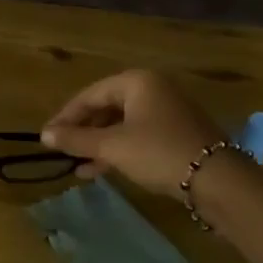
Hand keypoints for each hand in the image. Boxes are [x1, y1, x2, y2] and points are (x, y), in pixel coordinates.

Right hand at [40, 69, 220, 196]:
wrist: (218, 180)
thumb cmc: (159, 152)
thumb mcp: (112, 146)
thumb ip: (76, 139)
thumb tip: (44, 135)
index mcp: (137, 81)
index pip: (90, 94)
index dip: (65, 116)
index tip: (47, 137)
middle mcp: (153, 88)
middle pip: (106, 107)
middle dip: (83, 132)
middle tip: (62, 151)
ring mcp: (168, 111)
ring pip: (122, 124)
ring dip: (98, 144)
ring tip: (78, 167)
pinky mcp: (177, 133)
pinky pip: (138, 135)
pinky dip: (119, 149)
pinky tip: (101, 170)